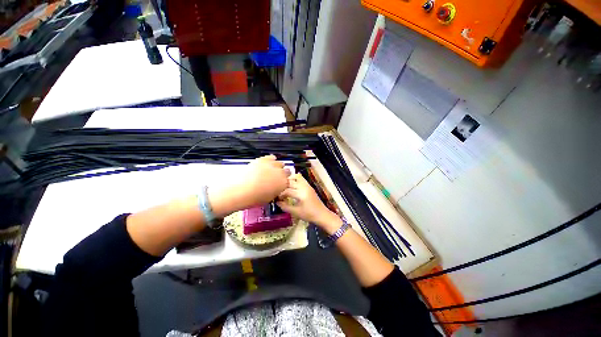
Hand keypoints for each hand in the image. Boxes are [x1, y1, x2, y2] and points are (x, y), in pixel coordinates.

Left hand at [230, 155, 289, 209]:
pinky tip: (267, 163)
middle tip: (275, 177)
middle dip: (282, 174)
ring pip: (280, 163)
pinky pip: (271, 157)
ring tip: (271, 170)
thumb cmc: (255, 198)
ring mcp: (272, 165)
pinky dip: (270, 160)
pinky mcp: (263, 159)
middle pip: (286, 170)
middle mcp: (281, 173)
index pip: (289, 180)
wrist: (242, 190)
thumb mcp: (270, 197)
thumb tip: (276, 187)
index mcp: (284, 184)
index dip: (284, 181)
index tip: (280, 183)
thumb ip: (276, 190)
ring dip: (277, 166)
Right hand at [277, 173, 336, 227]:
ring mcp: (307, 185)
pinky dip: (295, 180)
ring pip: (297, 177)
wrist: (322, 214)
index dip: (280, 194)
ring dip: (289, 179)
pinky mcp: (309, 186)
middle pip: (291, 181)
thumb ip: (285, 206)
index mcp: (301, 194)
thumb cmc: (309, 215)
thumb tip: (277, 202)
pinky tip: (291, 186)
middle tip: (278, 191)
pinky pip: (301, 179)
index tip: (276, 199)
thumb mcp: (295, 212)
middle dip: (283, 186)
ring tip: (284, 186)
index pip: (287, 191)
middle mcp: (304, 187)